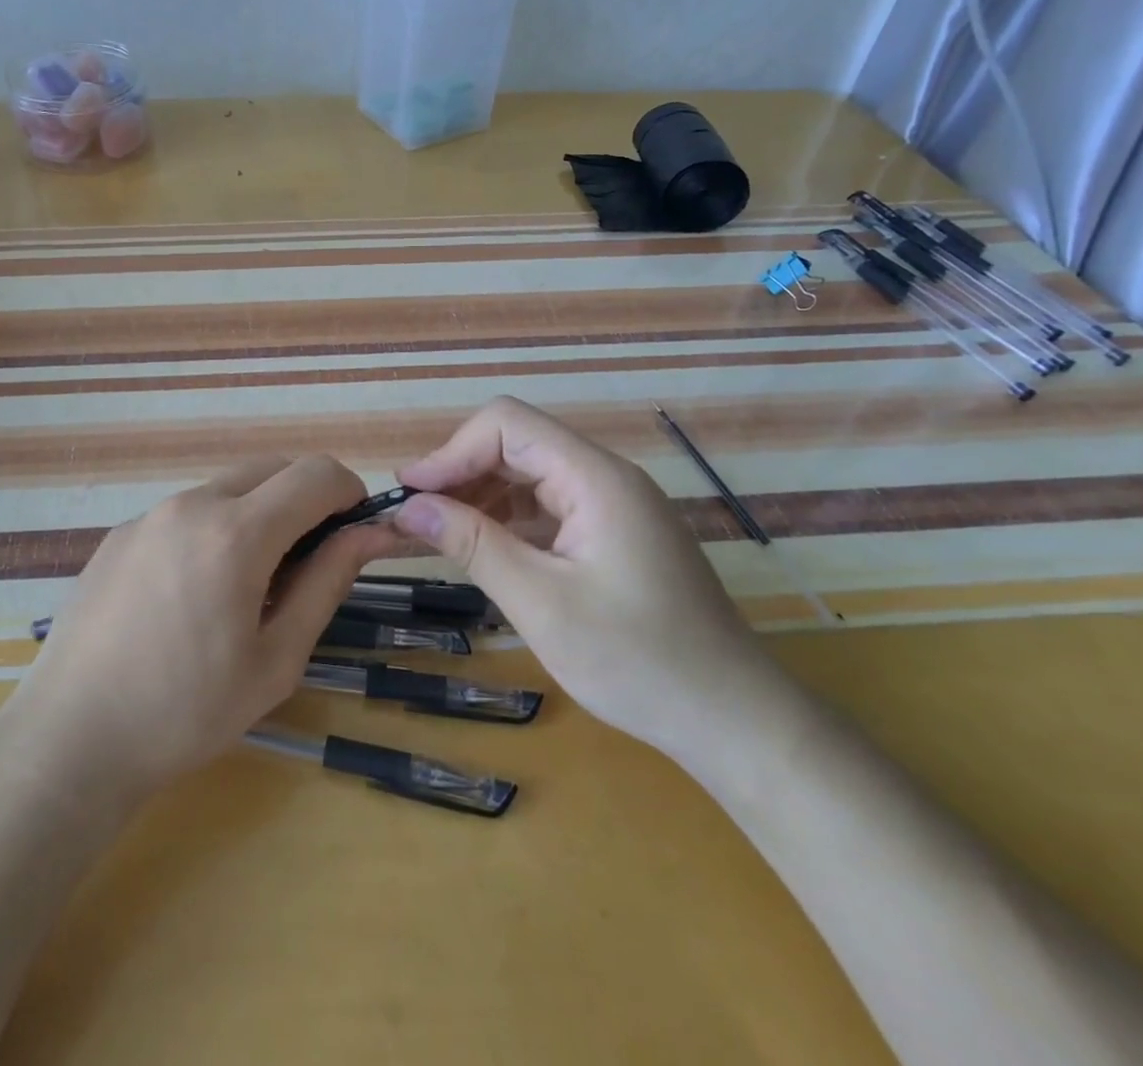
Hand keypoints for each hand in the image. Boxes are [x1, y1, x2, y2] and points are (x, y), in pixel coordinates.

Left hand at [7, 456, 398, 800]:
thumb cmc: (186, 713)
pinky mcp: (120, 533)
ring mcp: (149, 514)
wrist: (69, 739)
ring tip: (248, 586)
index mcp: (236, 533)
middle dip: (306, 498)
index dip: (349, 492)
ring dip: (259, 513)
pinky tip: (193, 593)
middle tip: (307, 563)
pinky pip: (186, 511)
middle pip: (272, 468)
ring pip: (228, 488)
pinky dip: (214, 528)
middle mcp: (192, 504)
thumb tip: (368, 534)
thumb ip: (327, 583)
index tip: (356, 530)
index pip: (315, 474)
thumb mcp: (276, 658)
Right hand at [393, 397, 776, 759]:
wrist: (732, 719)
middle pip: (517, 444)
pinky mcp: (616, 532)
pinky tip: (485, 548)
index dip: (451, 451)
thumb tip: (410, 507)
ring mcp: (615, 504)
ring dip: (481, 496)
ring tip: (438, 533)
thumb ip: (473, 545)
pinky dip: (510, 519)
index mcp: (596, 478)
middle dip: (461, 472)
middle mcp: (606, 476)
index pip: (507, 424)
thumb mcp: (541, 603)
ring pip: (531, 474)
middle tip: (414, 516)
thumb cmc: (637, 661)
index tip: (411, 495)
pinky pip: (550, 505)